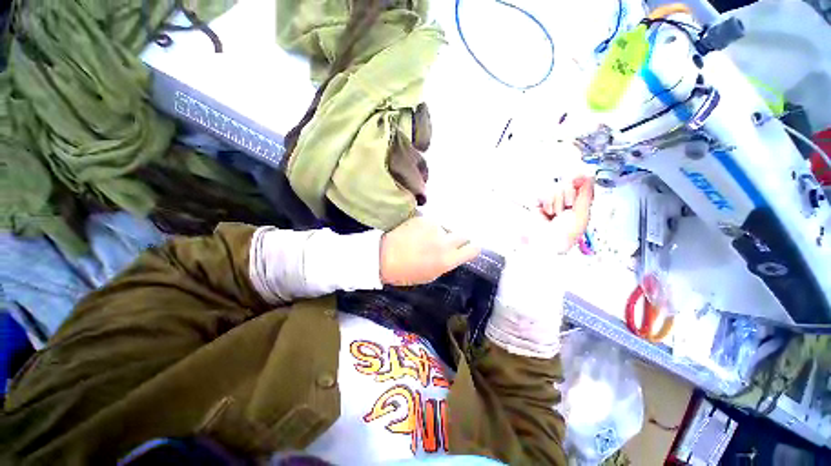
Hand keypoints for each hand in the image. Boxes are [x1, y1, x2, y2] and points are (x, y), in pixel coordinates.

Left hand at [380, 217, 479, 285]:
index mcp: (448, 260)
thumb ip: (446, 263)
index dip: (472, 249)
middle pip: (463, 235)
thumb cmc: (405, 273)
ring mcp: (434, 228)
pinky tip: (417, 233)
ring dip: (441, 233)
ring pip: (446, 228)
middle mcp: (445, 242)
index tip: (469, 248)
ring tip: (426, 239)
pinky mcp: (423, 218)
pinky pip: (432, 223)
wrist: (383, 256)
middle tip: (447, 243)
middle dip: (459, 239)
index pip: (473, 250)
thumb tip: (454, 255)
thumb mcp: (430, 275)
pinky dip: (428, 227)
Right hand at [537, 175, 594, 253]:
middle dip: (567, 198)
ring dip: (556, 203)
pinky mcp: (537, 202)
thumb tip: (587, 175)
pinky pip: (542, 192)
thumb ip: (586, 193)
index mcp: (579, 202)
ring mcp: (550, 200)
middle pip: (567, 183)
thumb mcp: (582, 213)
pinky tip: (547, 212)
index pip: (580, 182)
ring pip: (554, 188)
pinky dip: (546, 203)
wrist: (547, 241)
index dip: (579, 181)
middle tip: (566, 210)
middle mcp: (564, 199)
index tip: (579, 181)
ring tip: (555, 214)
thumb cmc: (566, 233)